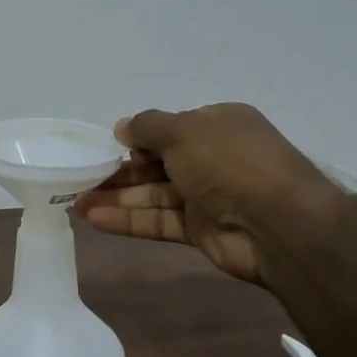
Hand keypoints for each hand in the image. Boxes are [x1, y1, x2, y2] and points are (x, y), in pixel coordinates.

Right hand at [73, 103, 339, 287]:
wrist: (280, 224)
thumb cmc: (230, 162)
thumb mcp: (184, 130)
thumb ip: (147, 127)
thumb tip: (121, 127)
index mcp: (218, 126)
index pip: (170, 129)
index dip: (138, 138)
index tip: (107, 147)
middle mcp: (213, 158)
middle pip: (157, 163)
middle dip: (120, 172)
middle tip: (81, 179)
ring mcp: (208, 197)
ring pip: (154, 194)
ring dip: (117, 198)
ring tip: (77, 203)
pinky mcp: (201, 230)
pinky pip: (159, 221)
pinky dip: (129, 220)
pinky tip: (95, 220)